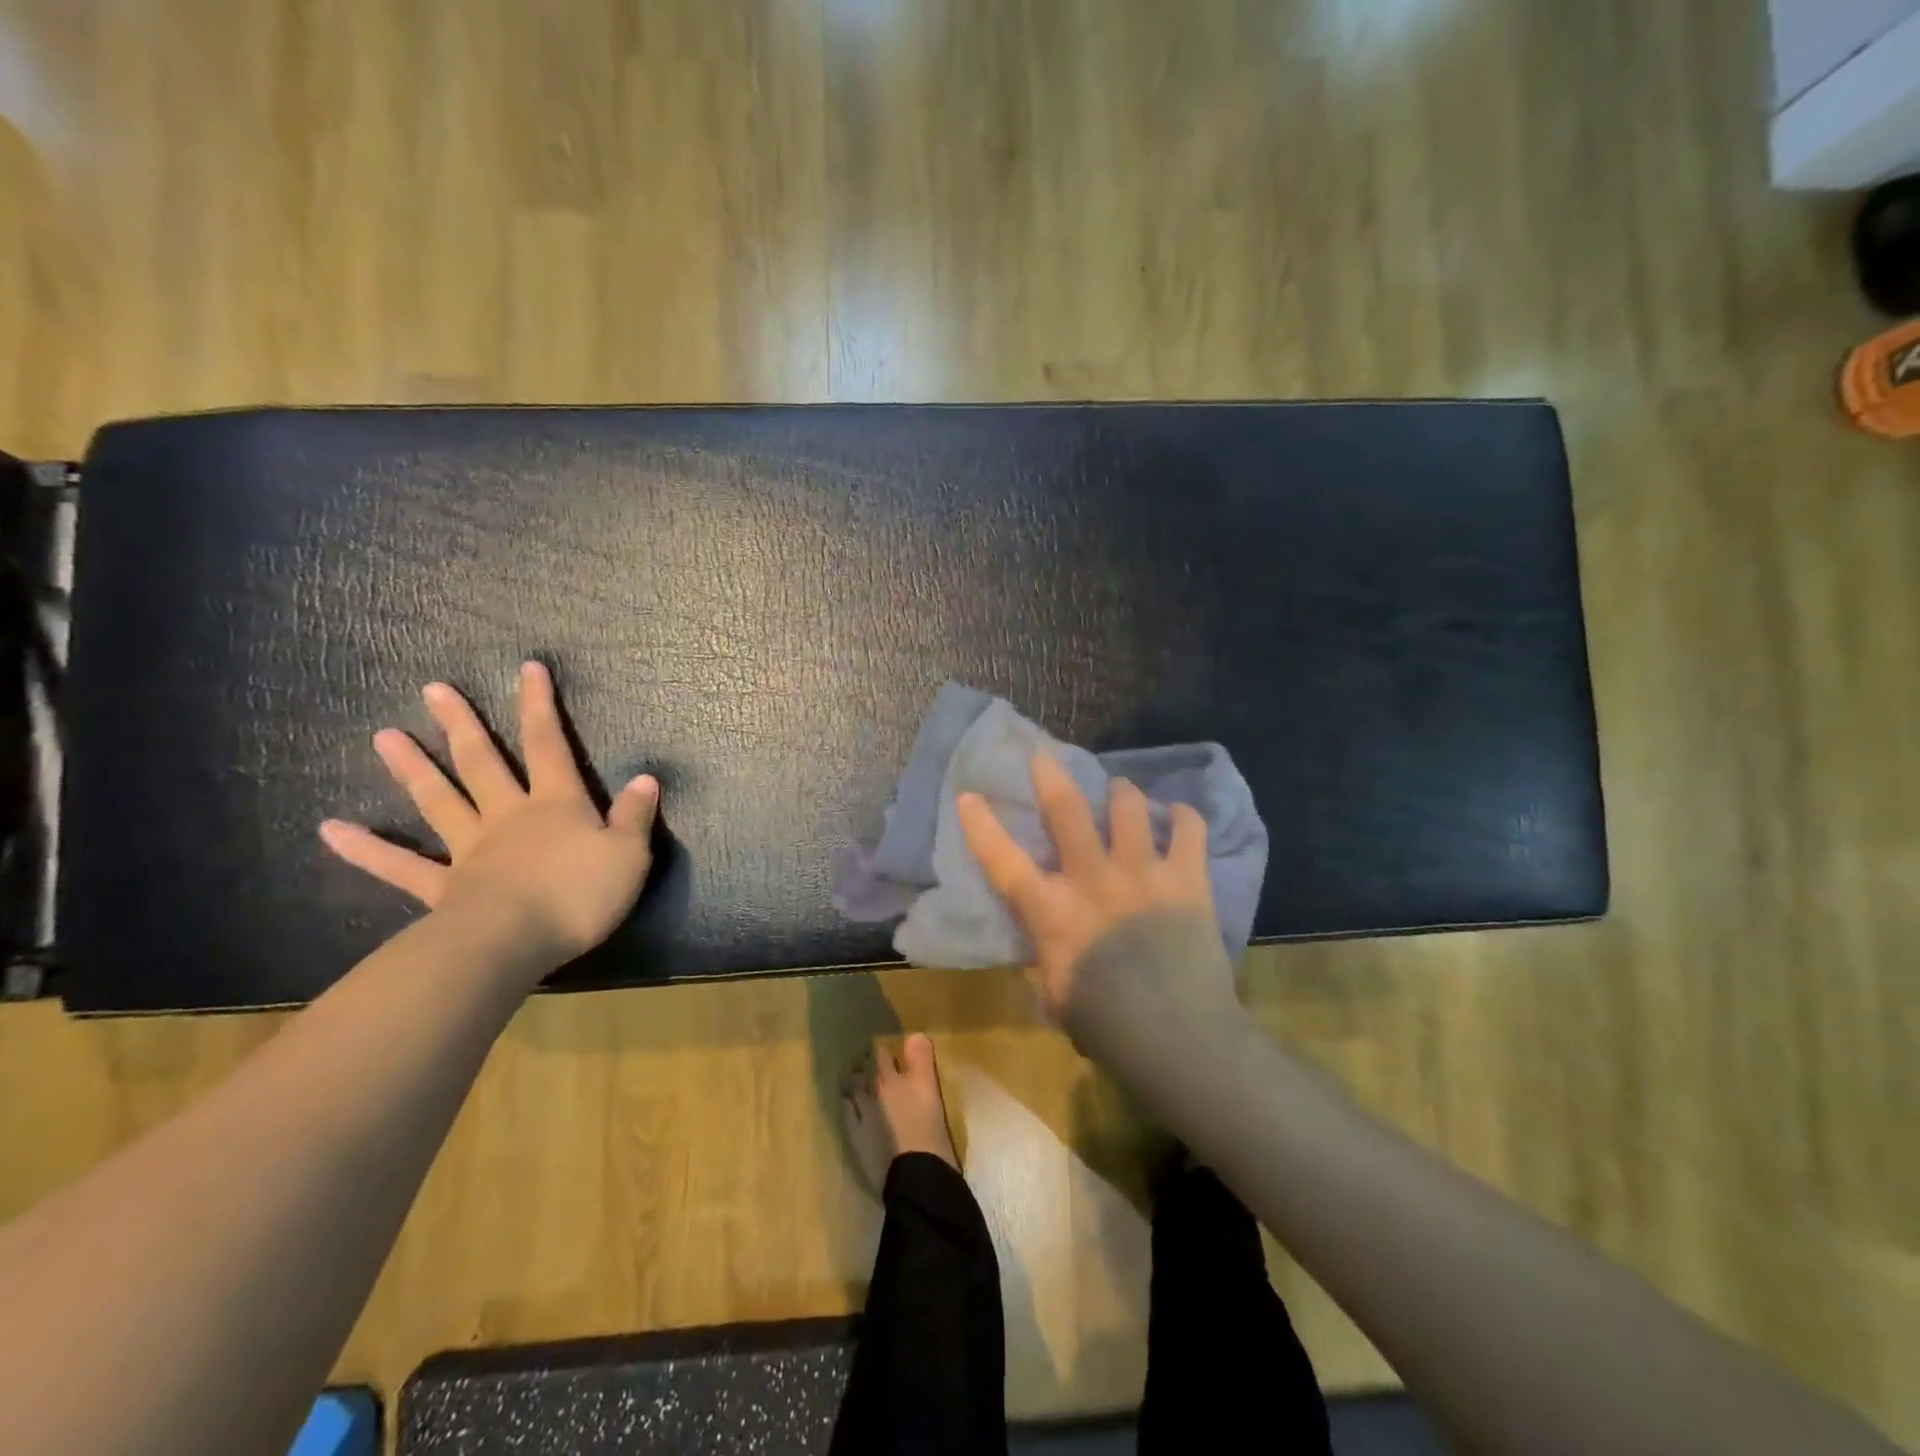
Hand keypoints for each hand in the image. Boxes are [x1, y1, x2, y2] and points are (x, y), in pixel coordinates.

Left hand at [320, 662, 659, 967]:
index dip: (539, 706)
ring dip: (413, 769)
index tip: (526, 668)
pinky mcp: (443, 888)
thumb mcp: (629, 854)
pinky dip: (366, 849)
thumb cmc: (579, 896)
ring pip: (439, 801)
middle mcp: (508, 816)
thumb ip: (634, 816)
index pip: (549, 745)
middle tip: (432, 690)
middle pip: (482, 763)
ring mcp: (470, 850)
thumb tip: (645, 778)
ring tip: (382, 736)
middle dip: (462, 725)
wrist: (514, 942)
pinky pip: (401, 866)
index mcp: (556, 805)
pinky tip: (330, 830)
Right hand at [956, 753, 1214, 1019]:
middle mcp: (1092, 878)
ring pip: (1128, 807)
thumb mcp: (1056, 994)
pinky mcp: (1186, 878)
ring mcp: (1141, 873)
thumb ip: (1047, 955)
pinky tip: (1179, 816)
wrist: (1180, 1039)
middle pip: (1066, 810)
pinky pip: (1189, 829)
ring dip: (1122, 793)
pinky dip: (1184, 817)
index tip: (968, 795)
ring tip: (1122, 792)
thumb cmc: (1106, 1026)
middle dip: (1051, 776)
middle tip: (1044, 756)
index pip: (1003, 861)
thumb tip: (1046, 938)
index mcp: (1052, 911)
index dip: (981, 826)